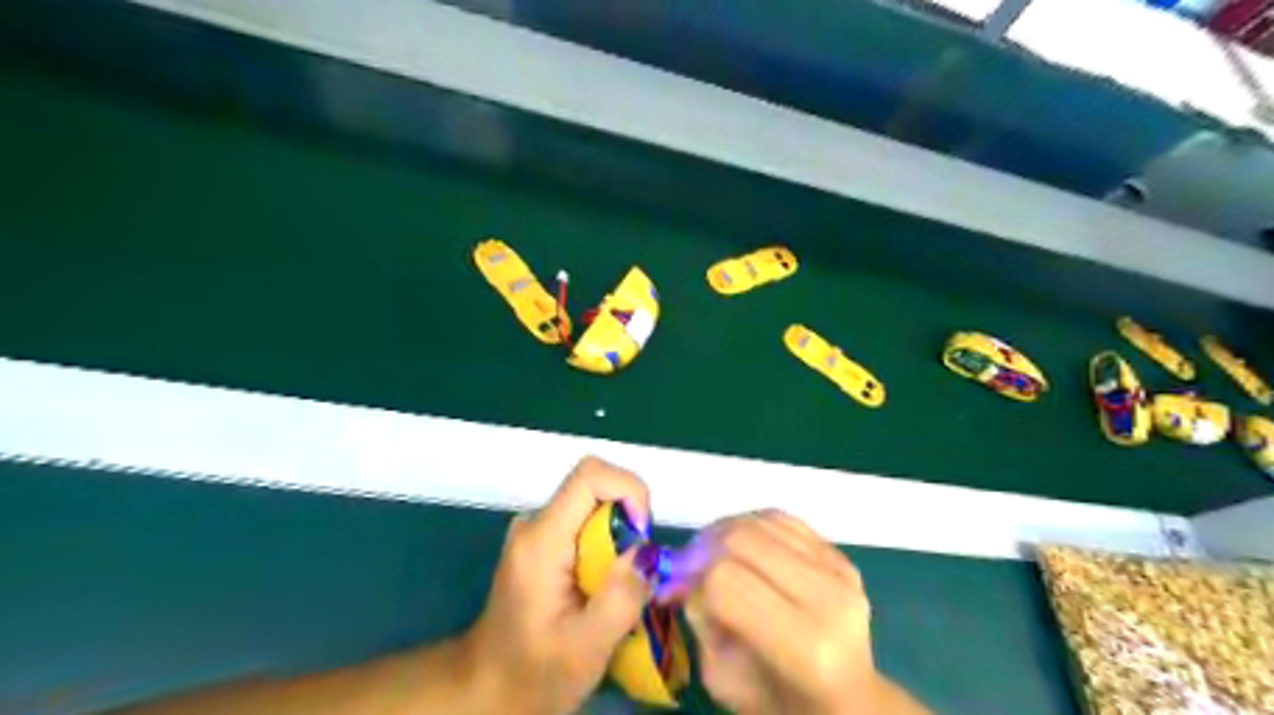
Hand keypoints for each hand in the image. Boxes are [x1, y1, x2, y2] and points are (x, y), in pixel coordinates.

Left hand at [465, 458, 649, 713]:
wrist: (487, 689)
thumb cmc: (534, 673)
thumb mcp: (586, 647)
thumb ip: (620, 598)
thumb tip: (647, 552)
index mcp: (541, 539)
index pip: (590, 476)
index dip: (629, 491)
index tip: (643, 536)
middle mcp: (536, 522)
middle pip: (596, 488)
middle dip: (629, 521)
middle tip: (634, 572)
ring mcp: (538, 529)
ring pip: (596, 504)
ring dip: (621, 536)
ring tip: (617, 586)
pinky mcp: (544, 540)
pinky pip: (588, 521)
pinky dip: (609, 544)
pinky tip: (602, 586)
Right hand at [675, 512, 887, 711]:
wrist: (846, 698)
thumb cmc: (779, 701)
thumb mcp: (723, 679)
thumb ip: (701, 621)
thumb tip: (686, 574)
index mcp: (802, 645)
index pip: (725, 580)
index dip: (691, 578)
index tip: (675, 587)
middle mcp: (826, 598)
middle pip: (743, 540)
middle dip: (704, 547)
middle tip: (689, 564)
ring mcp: (839, 571)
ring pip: (762, 521)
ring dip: (725, 531)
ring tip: (712, 552)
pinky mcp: (842, 556)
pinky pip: (784, 520)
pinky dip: (753, 525)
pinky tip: (743, 546)